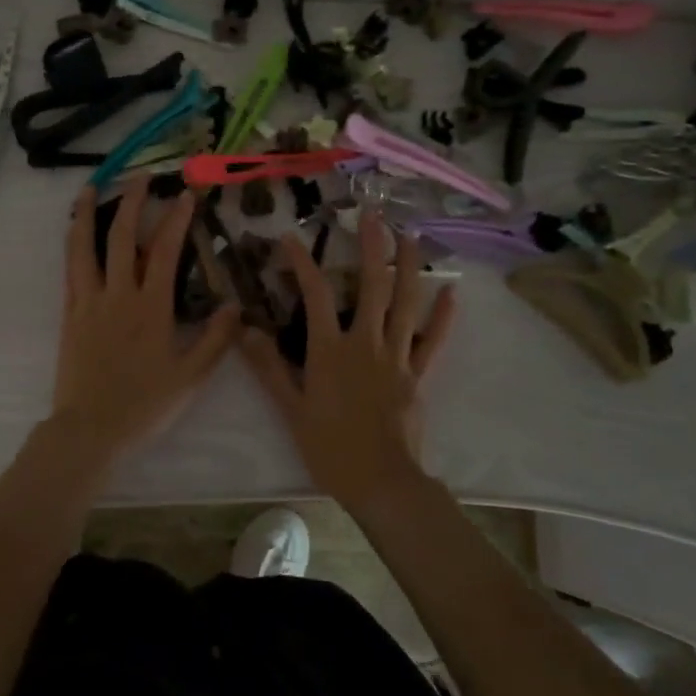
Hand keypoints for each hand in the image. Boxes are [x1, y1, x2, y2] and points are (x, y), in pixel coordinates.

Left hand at [44, 180, 240, 472]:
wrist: (90, 429)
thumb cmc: (145, 405)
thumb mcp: (191, 377)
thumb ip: (216, 340)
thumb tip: (236, 305)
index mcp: (150, 307)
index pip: (164, 251)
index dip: (175, 219)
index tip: (184, 194)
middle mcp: (117, 295)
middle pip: (121, 238)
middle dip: (131, 202)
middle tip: (140, 178)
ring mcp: (88, 302)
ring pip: (84, 248)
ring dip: (88, 214)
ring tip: (90, 187)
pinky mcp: (69, 315)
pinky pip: (69, 271)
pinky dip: (72, 245)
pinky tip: (74, 233)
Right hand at [239, 212, 456, 511]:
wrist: (381, 481)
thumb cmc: (330, 446)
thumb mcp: (291, 408)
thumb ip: (268, 367)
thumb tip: (244, 330)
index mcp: (330, 349)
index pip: (313, 295)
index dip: (301, 263)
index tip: (289, 238)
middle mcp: (365, 342)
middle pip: (371, 286)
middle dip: (372, 247)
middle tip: (373, 214)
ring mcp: (396, 356)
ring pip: (405, 303)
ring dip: (408, 267)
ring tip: (411, 236)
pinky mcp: (417, 374)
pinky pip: (431, 340)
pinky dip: (441, 317)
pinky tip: (451, 293)